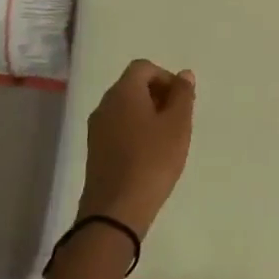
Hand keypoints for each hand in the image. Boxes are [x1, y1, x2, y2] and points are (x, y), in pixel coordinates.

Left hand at [77, 59, 195, 236]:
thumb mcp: (178, 124)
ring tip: (167, 139)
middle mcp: (105, 104)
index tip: (182, 101)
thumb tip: (184, 74)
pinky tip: (150, 155)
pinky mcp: (95, 151)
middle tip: (178, 119)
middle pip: (133, 86)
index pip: (144, 67)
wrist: (116, 210)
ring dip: (147, 115)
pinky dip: (135, 132)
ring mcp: (96, 129)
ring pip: (125, 108)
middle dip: (158, 95)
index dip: (166, 77)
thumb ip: (183, 95)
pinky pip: (118, 128)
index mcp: (123, 92)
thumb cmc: (152, 160)